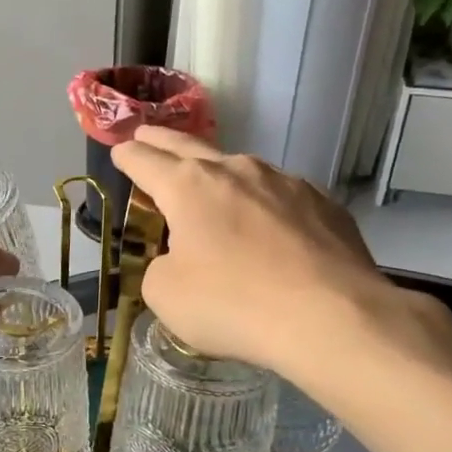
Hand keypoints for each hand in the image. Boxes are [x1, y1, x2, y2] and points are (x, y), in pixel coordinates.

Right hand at [110, 128, 451, 386]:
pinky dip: (261, 203)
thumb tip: (178, 259)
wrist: (332, 317)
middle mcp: (235, 170)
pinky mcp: (322, 203)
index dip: (127, 157)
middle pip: (187, 146)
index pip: (144, 161)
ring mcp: (284, 182)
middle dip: (161, 140)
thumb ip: (159, 267)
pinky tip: (267, 226)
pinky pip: (279, 196)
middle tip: (145, 133)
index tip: (119, 152)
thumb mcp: (166, 295)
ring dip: (216, 172)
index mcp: (188, 187)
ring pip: (238, 168)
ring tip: (209, 184)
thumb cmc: (233, 304)